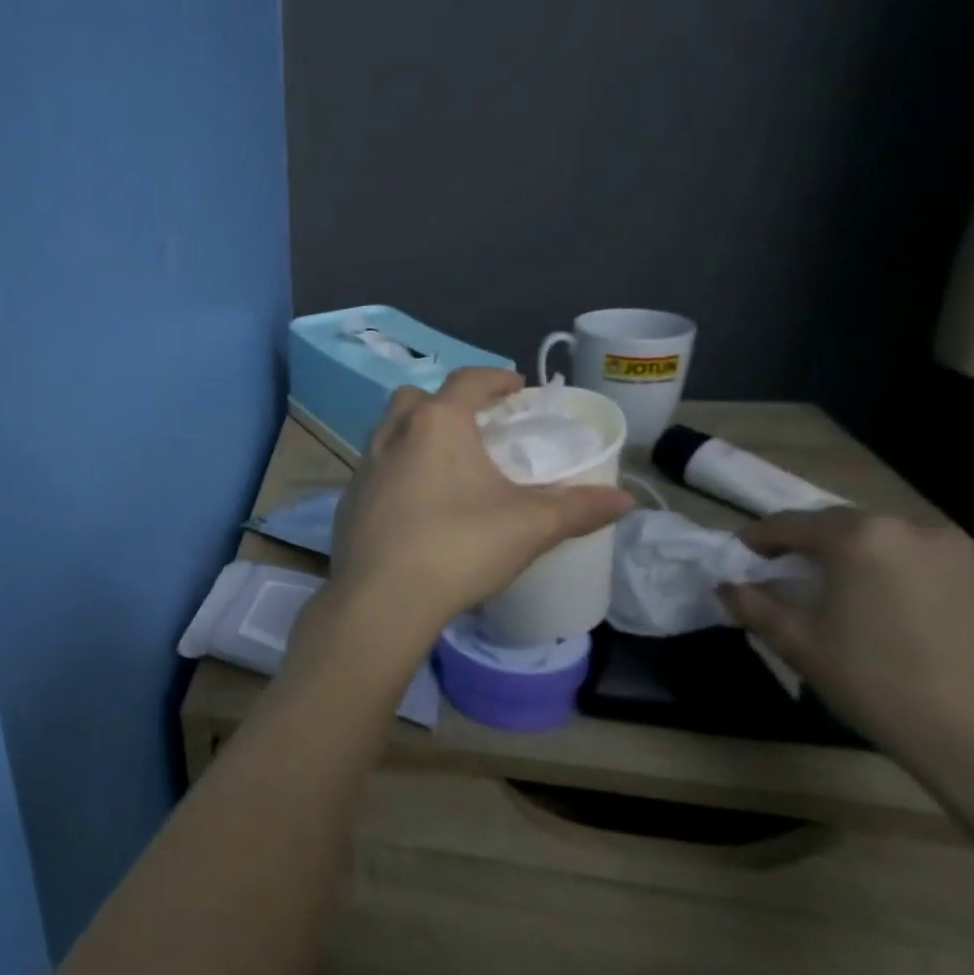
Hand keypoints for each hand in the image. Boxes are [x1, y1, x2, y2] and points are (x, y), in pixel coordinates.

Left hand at [327, 368, 632, 644]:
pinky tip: (417, 503)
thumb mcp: (529, 526)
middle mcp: (392, 434)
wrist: (380, 596)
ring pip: (389, 432)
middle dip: (445, 403)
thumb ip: (579, 508)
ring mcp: (363, 466)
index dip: (495, 378)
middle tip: (475, 426)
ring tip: (448, 464)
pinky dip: (397, 470)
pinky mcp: (348, 498)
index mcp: (436, 424)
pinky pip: (376, 468)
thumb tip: (625, 500)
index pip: (467, 381)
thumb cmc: (458, 547)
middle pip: (415, 399)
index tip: (516, 387)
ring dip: (416, 435)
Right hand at [719, 510, 973, 757]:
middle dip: (806, 549)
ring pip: (883, 545)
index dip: (755, 541)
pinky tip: (886, 614)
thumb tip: (729, 587)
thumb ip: (753, 605)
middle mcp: (911, 530)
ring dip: (852, 562)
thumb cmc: (881, 683)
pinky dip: (892, 577)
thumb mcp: (798, 643)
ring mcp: (961, 555)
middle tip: (784, 579)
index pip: (787, 524)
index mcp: (858, 537)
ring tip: (836, 597)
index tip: (739, 561)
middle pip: (839, 528)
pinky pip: (921, 565)